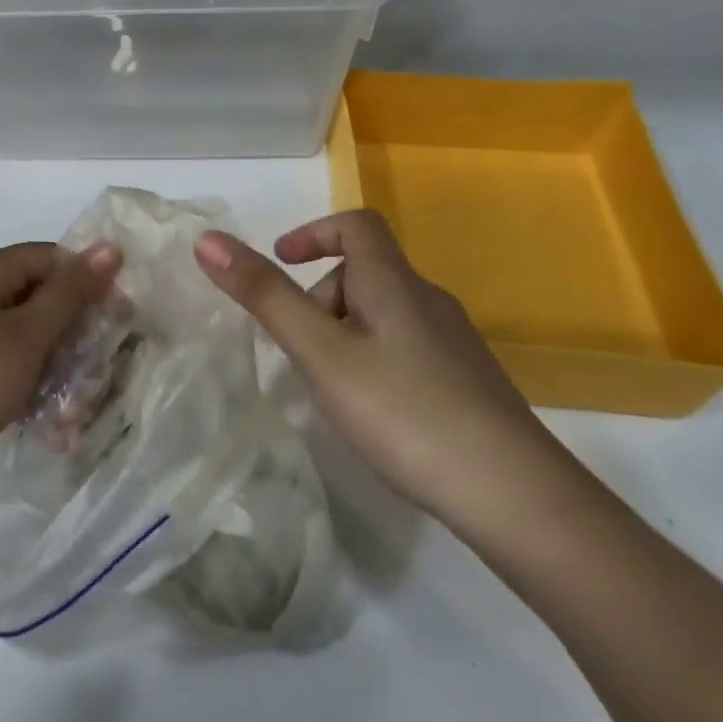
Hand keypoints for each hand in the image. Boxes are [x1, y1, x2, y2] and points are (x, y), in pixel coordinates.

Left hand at [0, 241, 121, 495]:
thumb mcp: (27, 336)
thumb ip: (70, 292)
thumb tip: (108, 247)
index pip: (49, 258)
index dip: (87, 283)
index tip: (116, 319)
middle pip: (32, 296)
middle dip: (68, 333)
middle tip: (94, 369)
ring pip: (16, 334)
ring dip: (48, 364)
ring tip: (70, 407)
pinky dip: (19, 380)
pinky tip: (39, 417)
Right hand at [194, 211, 558, 519]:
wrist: (514, 495)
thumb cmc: (404, 411)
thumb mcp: (321, 353)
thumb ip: (265, 296)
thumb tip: (208, 239)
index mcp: (394, 284)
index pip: (357, 226)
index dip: (314, 232)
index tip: (281, 262)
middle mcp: (428, 302)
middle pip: (365, 274)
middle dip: (319, 298)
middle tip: (298, 351)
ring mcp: (454, 344)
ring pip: (384, 316)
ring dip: (343, 334)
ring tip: (327, 388)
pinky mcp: (467, 383)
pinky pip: (405, 349)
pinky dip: (372, 361)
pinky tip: (372, 414)